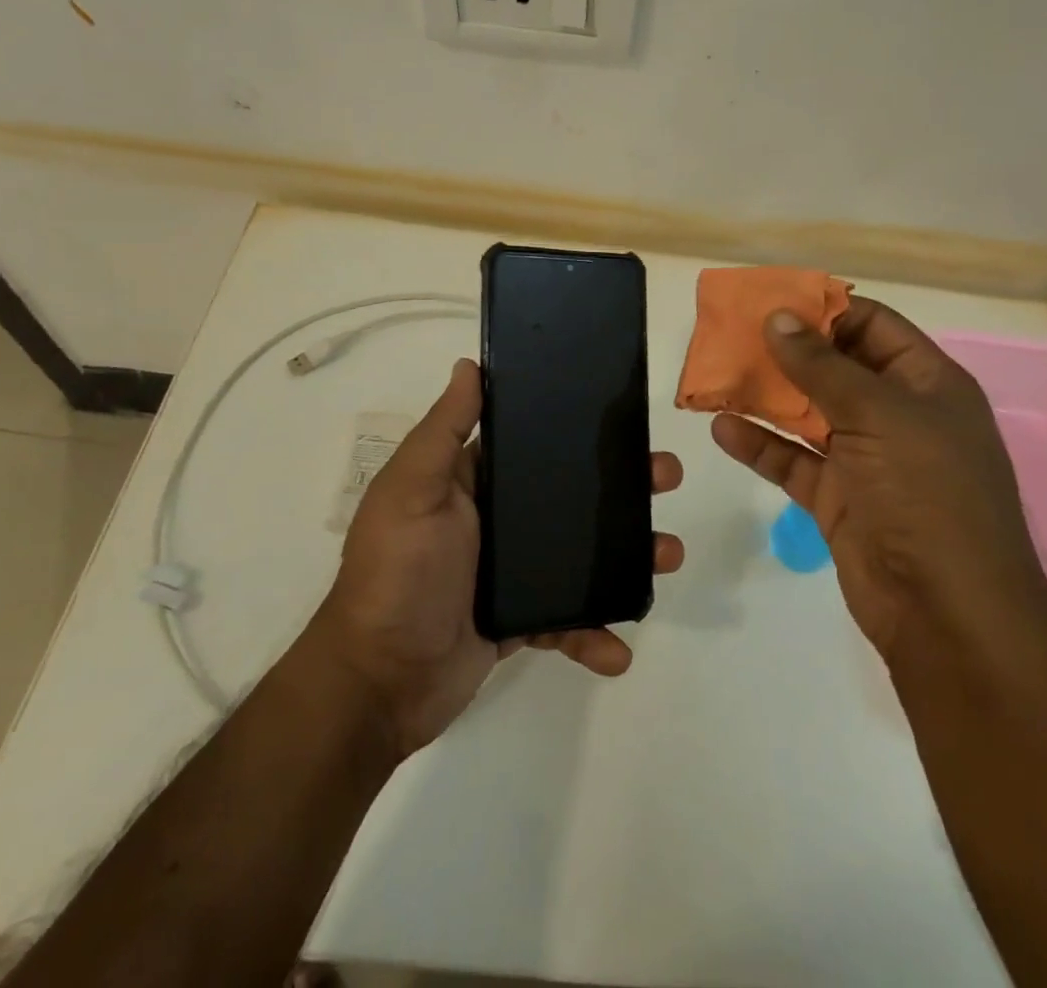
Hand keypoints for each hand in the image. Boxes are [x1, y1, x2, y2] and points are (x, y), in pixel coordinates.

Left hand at [312, 358, 684, 756]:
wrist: (379, 682)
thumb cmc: (397, 573)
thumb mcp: (413, 490)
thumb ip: (445, 430)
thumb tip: (470, 365)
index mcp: (475, 483)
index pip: (534, 446)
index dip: (578, 432)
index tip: (625, 421)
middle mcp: (498, 522)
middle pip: (571, 497)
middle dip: (622, 488)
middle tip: (666, 478)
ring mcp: (512, 574)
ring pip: (583, 556)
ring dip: (628, 556)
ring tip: (667, 555)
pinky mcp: (522, 622)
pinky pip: (569, 621)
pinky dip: (594, 634)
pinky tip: (618, 650)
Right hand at [711, 301, 1046, 662]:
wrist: (947, 614)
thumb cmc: (927, 494)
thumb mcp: (879, 415)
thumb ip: (822, 366)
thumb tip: (778, 318)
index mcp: (926, 383)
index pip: (872, 325)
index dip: (824, 308)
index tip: (770, 300)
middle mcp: (897, 414)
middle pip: (834, 366)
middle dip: (785, 350)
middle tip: (729, 334)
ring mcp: (866, 458)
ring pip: (808, 413)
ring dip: (765, 395)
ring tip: (716, 373)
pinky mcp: (837, 497)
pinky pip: (792, 460)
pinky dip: (759, 444)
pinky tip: (722, 428)